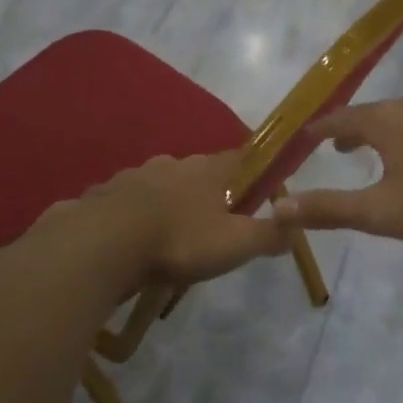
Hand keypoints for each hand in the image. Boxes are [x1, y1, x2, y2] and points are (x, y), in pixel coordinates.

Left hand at [61, 151, 289, 289]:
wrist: (105, 243)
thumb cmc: (179, 241)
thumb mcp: (234, 244)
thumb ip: (268, 235)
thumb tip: (297, 226)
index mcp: (208, 170)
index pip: (240, 158)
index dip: (252, 169)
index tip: (258, 186)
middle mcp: (172, 164)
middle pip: (197, 171)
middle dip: (206, 190)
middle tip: (212, 221)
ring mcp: (135, 175)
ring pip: (160, 183)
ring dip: (168, 201)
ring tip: (170, 233)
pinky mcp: (106, 193)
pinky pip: (127, 200)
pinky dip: (134, 213)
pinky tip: (132, 237)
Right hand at [272, 94, 402, 242]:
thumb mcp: (381, 211)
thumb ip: (330, 209)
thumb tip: (278, 208)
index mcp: (384, 121)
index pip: (339, 120)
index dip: (319, 131)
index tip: (306, 139)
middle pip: (372, 113)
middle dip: (352, 131)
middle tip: (341, 148)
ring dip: (385, 130)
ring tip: (382, 150)